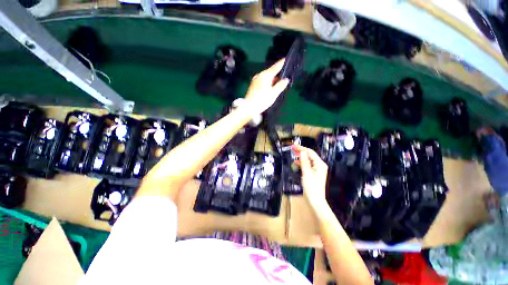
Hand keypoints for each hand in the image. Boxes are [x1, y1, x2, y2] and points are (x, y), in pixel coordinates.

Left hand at [244, 59, 289, 114]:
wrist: (248, 107)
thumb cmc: (262, 100)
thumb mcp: (273, 94)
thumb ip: (280, 86)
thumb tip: (286, 79)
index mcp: (265, 75)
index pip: (276, 67)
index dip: (282, 63)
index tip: (286, 59)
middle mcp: (260, 75)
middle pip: (271, 72)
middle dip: (277, 75)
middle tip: (284, 79)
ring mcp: (255, 79)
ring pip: (266, 77)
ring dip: (272, 80)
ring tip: (277, 86)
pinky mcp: (253, 84)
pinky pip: (262, 81)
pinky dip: (267, 83)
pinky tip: (270, 89)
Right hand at [292, 145, 329, 214]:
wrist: (315, 201)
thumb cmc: (312, 188)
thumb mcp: (306, 173)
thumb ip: (304, 161)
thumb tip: (302, 152)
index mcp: (320, 164)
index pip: (310, 152)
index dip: (302, 148)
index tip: (294, 146)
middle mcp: (320, 165)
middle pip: (310, 155)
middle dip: (301, 151)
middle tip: (292, 148)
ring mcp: (317, 169)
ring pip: (308, 159)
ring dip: (301, 156)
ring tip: (293, 153)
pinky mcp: (314, 173)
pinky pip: (308, 164)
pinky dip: (302, 162)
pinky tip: (296, 162)